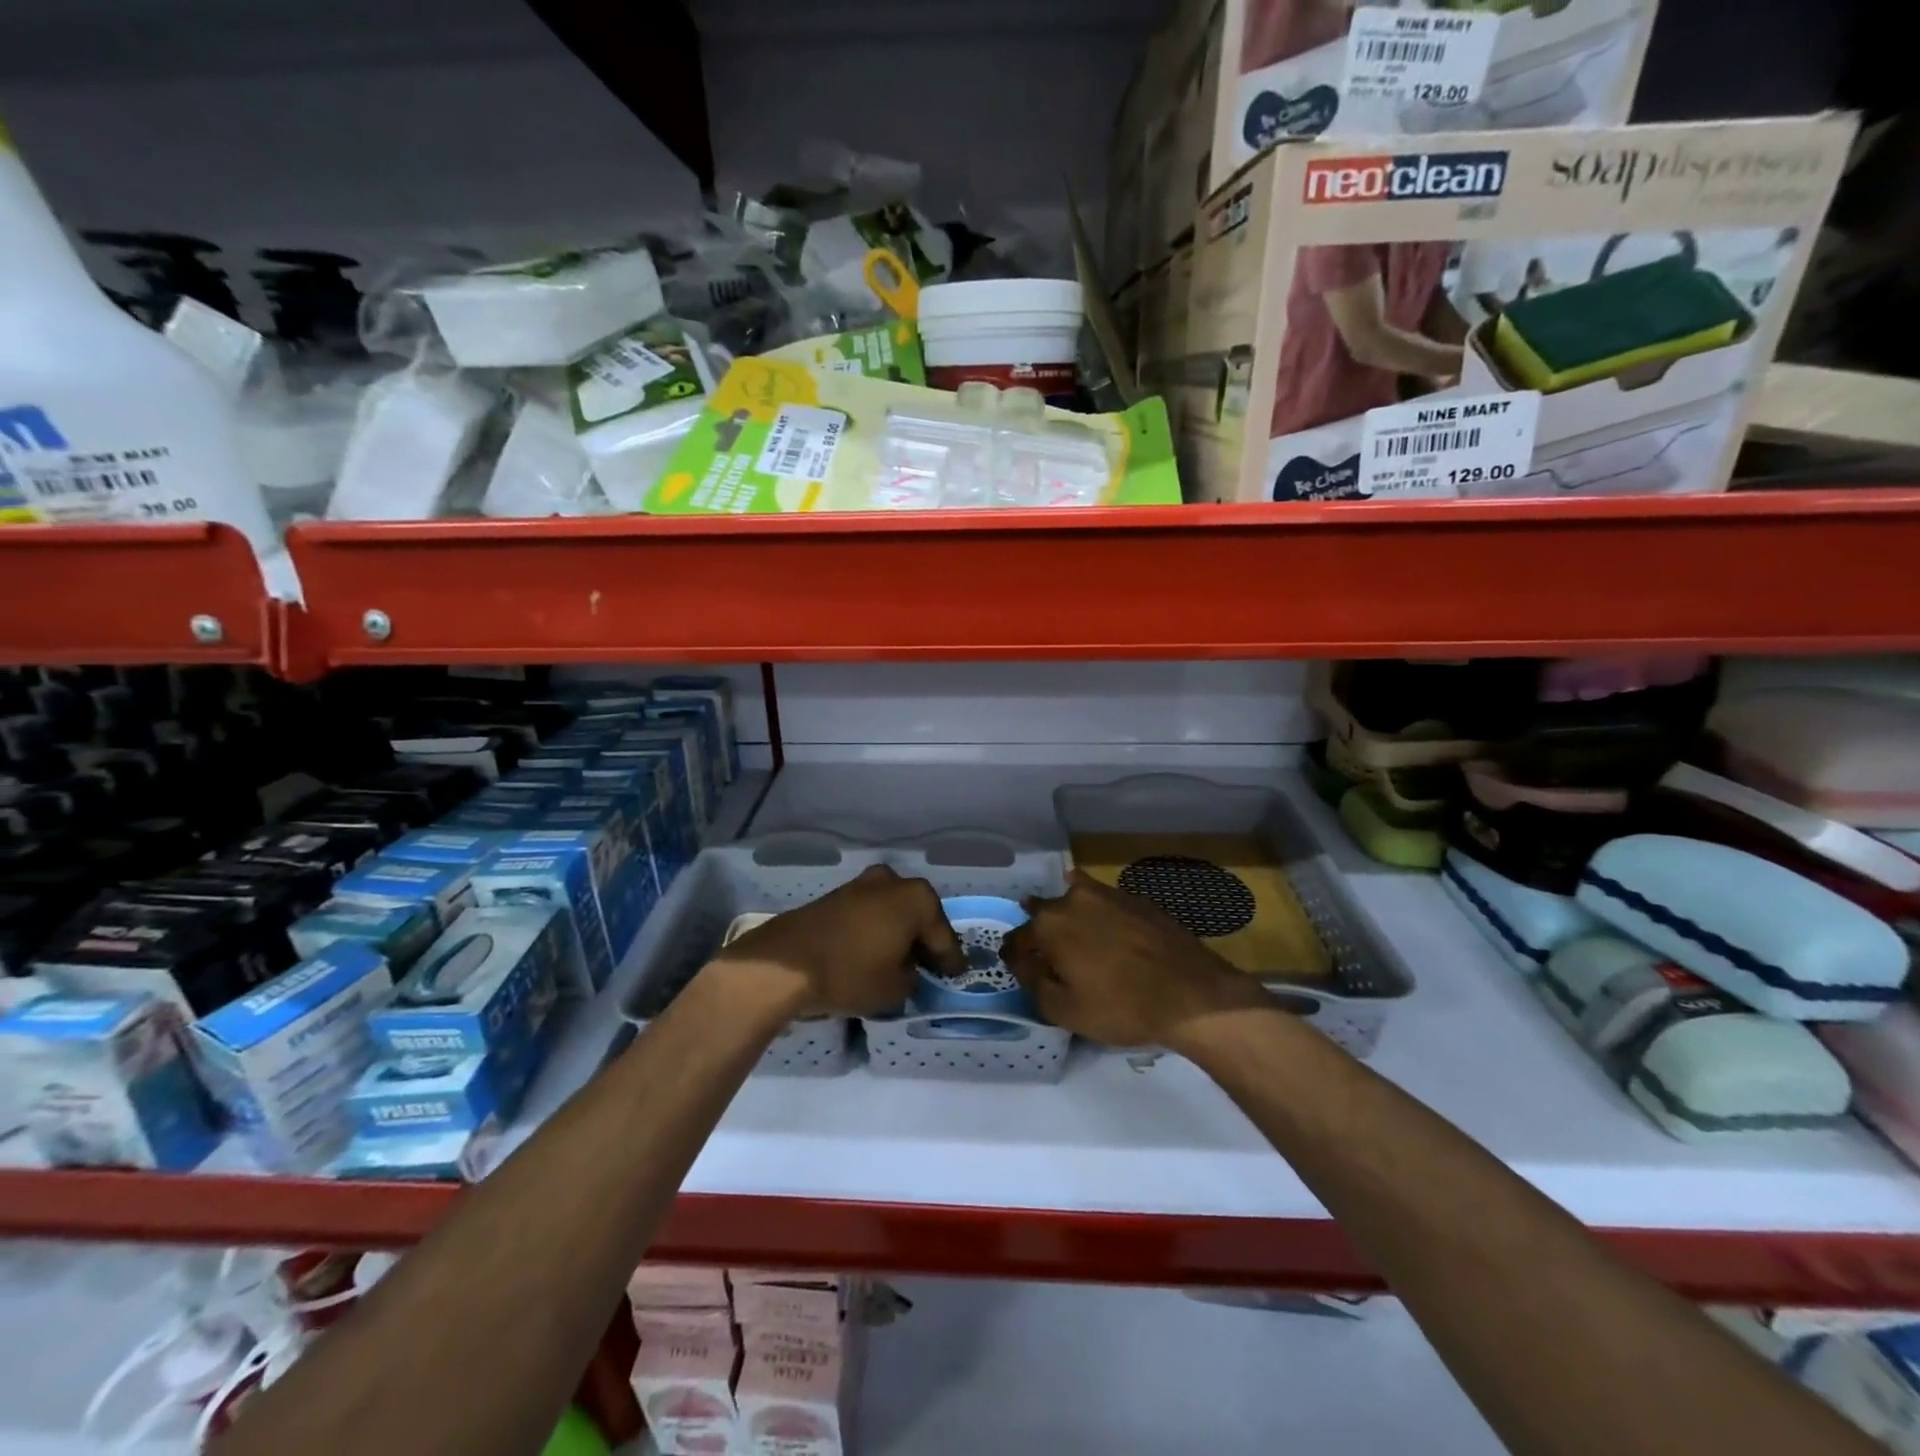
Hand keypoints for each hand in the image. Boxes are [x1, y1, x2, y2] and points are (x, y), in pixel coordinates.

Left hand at [711, 865, 964, 1018]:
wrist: (785, 963)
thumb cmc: (851, 972)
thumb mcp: (895, 988)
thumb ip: (912, 977)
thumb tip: (906, 970)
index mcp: (917, 898)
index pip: (943, 936)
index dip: (951, 960)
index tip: (957, 975)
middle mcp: (893, 882)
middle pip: (918, 917)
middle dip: (924, 940)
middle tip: (931, 966)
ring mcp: (862, 885)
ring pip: (892, 912)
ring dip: (898, 933)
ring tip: (900, 961)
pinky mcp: (837, 896)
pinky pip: (870, 914)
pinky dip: (877, 931)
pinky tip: (875, 951)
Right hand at [1002, 871, 1270, 1048]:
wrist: (1192, 993)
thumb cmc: (1121, 1007)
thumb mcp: (1064, 1010)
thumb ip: (1033, 982)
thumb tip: (1022, 962)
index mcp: (1049, 924)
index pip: (1016, 939)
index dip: (1015, 957)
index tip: (1020, 970)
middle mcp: (1073, 898)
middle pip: (1043, 913)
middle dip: (1041, 933)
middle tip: (1052, 959)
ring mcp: (1107, 894)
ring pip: (1075, 901)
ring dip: (1070, 919)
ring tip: (1080, 945)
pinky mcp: (1136, 898)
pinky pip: (1104, 904)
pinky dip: (1099, 917)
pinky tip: (1111, 939)